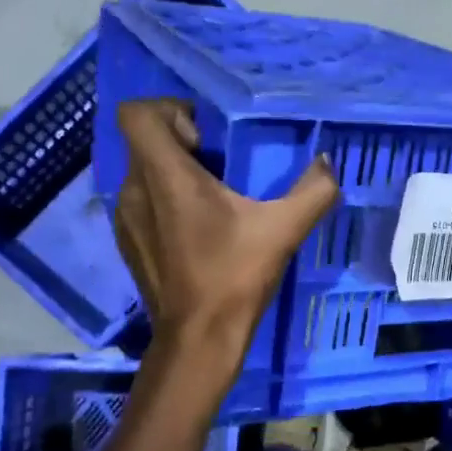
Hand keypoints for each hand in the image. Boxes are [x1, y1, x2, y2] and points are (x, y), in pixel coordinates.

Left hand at [113, 100, 340, 358]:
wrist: (198, 339)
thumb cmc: (234, 278)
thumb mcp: (283, 231)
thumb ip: (313, 191)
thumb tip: (326, 163)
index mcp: (165, 176)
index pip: (136, 114)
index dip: (168, 110)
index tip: (205, 135)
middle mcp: (134, 190)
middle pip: (144, 141)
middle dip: (181, 142)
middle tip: (221, 165)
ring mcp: (124, 218)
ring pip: (143, 172)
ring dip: (173, 173)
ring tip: (212, 199)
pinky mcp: (127, 243)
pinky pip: (142, 201)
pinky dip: (165, 201)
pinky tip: (197, 230)